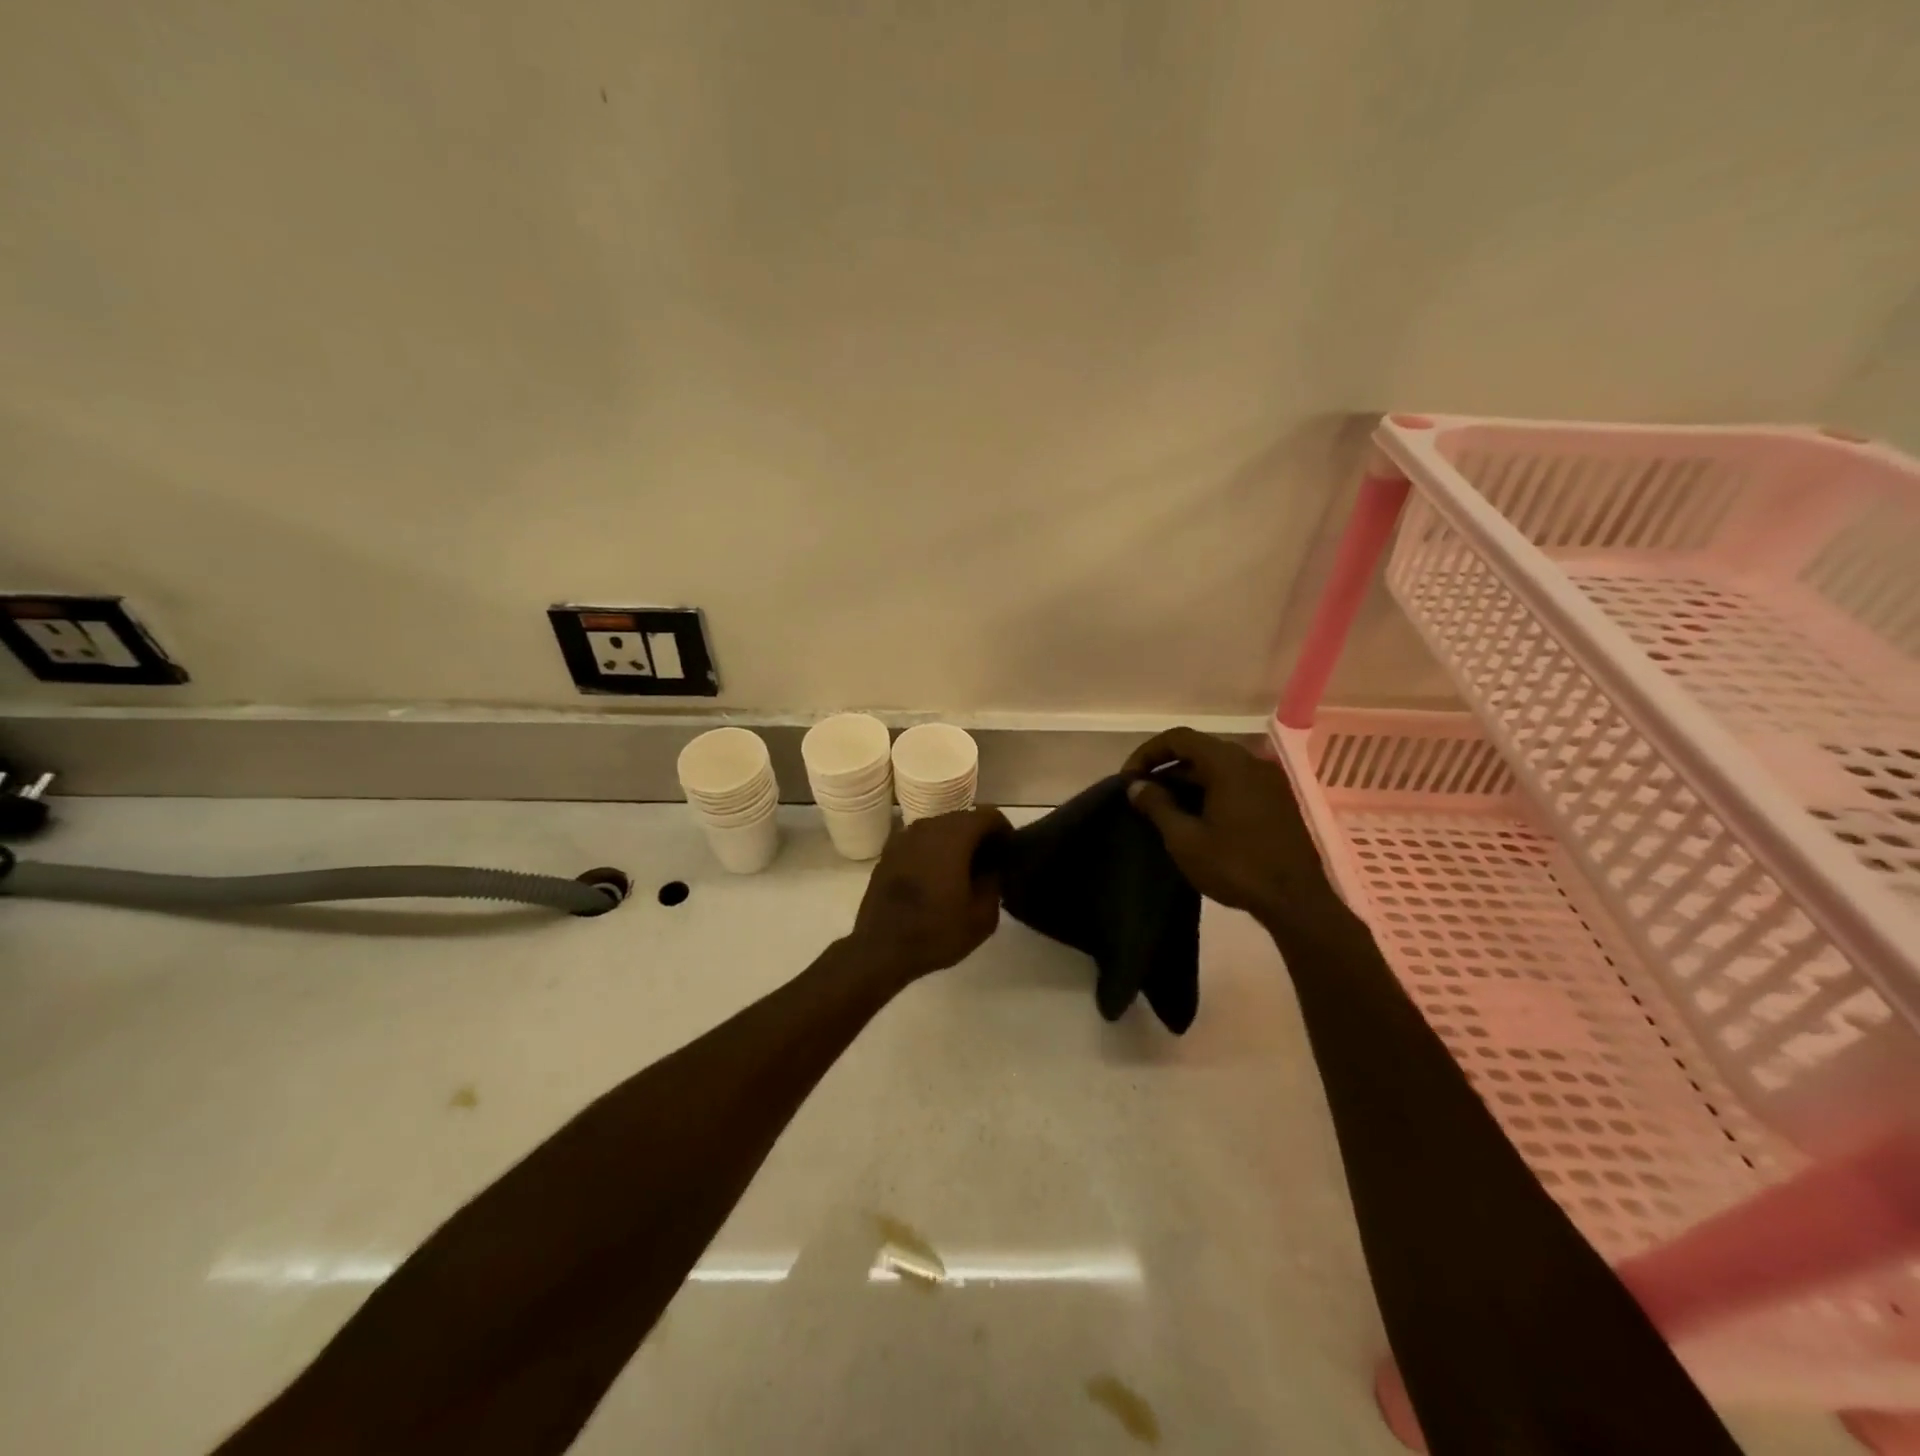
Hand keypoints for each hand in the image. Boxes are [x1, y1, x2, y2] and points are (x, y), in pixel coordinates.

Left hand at [849, 807, 1011, 981]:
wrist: (880, 949)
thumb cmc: (936, 932)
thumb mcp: (982, 916)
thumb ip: (994, 882)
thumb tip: (993, 866)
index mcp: (953, 836)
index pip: (989, 815)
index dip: (1004, 831)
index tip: (1009, 854)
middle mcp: (927, 827)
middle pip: (964, 818)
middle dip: (980, 836)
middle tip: (991, 865)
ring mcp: (903, 838)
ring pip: (940, 828)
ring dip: (957, 843)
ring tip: (965, 872)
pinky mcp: (889, 852)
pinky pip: (921, 841)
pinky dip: (934, 851)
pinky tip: (938, 878)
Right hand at [1123, 727, 1347, 936]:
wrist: (1297, 901)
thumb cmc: (1236, 866)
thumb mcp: (1185, 839)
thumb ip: (1157, 805)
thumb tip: (1136, 786)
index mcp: (1228, 763)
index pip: (1179, 738)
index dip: (1148, 753)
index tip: (1129, 779)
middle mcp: (1251, 762)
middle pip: (1199, 751)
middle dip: (1166, 769)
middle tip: (1142, 795)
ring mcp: (1268, 781)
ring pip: (1218, 769)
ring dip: (1187, 782)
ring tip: (1163, 810)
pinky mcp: (1277, 801)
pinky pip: (1235, 784)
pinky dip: (1210, 792)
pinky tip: (1196, 819)